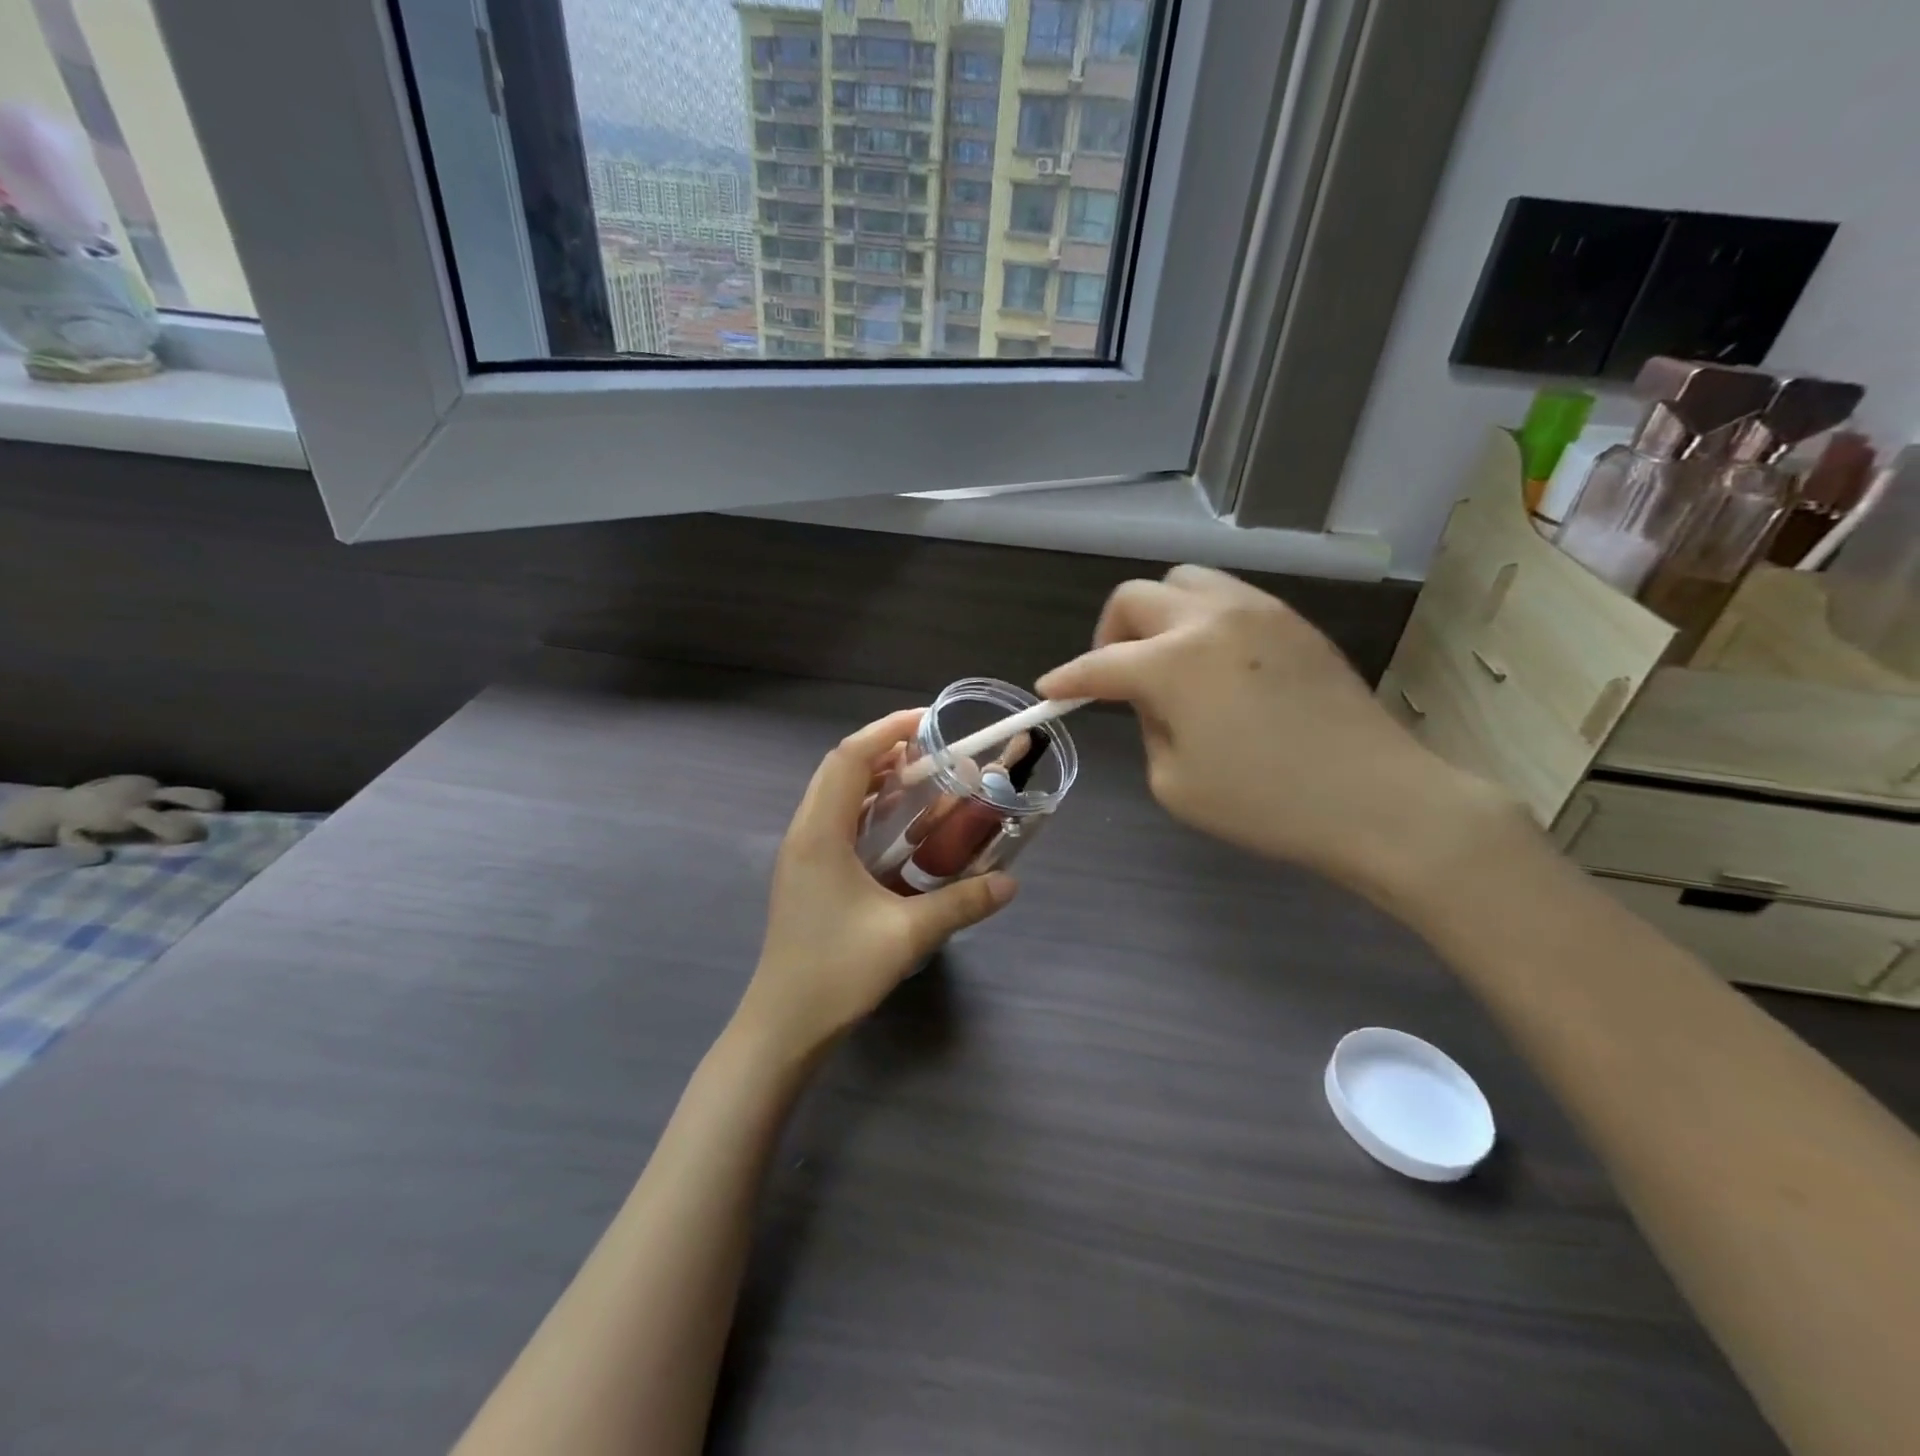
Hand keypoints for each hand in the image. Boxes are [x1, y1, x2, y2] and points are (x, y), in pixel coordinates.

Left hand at [738, 709, 1016, 1055]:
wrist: (783, 1025)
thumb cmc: (836, 973)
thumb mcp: (907, 935)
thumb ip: (961, 904)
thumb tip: (1011, 883)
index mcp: (820, 834)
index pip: (850, 759)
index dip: (887, 730)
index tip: (928, 720)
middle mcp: (804, 833)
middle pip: (840, 769)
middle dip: (884, 749)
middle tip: (932, 752)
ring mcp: (801, 854)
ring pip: (836, 794)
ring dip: (876, 779)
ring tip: (922, 780)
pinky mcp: (805, 873)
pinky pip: (836, 821)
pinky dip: (868, 808)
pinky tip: (900, 828)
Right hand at [1037, 566, 1511, 905]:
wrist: (1375, 799)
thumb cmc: (1264, 804)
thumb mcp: (1175, 781)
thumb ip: (1148, 726)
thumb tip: (1151, 697)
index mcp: (1173, 664)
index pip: (1100, 665)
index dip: (1067, 679)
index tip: (1049, 691)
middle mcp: (1210, 619)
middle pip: (1135, 598)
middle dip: (1110, 634)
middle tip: (1116, 675)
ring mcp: (1257, 611)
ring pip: (1184, 581)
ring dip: (1158, 615)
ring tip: (1167, 659)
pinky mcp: (1292, 620)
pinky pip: (1228, 598)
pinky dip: (1201, 619)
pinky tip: (1215, 662)